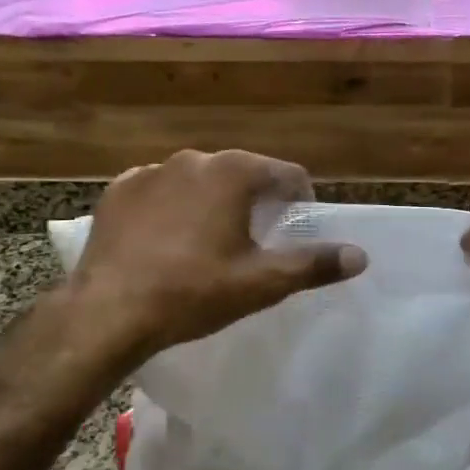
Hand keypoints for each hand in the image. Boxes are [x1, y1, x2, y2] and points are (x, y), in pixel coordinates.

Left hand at [65, 149, 365, 363]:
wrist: (109, 310)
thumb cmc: (193, 292)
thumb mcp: (262, 283)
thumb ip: (314, 264)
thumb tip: (360, 255)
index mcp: (232, 172)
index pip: (285, 174)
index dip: (300, 201)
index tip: (297, 229)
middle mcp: (192, 159)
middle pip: (241, 174)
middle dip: (255, 202)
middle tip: (255, 242)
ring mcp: (150, 172)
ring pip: (198, 182)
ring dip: (212, 203)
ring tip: (209, 244)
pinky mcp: (119, 191)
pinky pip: (159, 193)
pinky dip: (171, 209)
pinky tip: (167, 242)